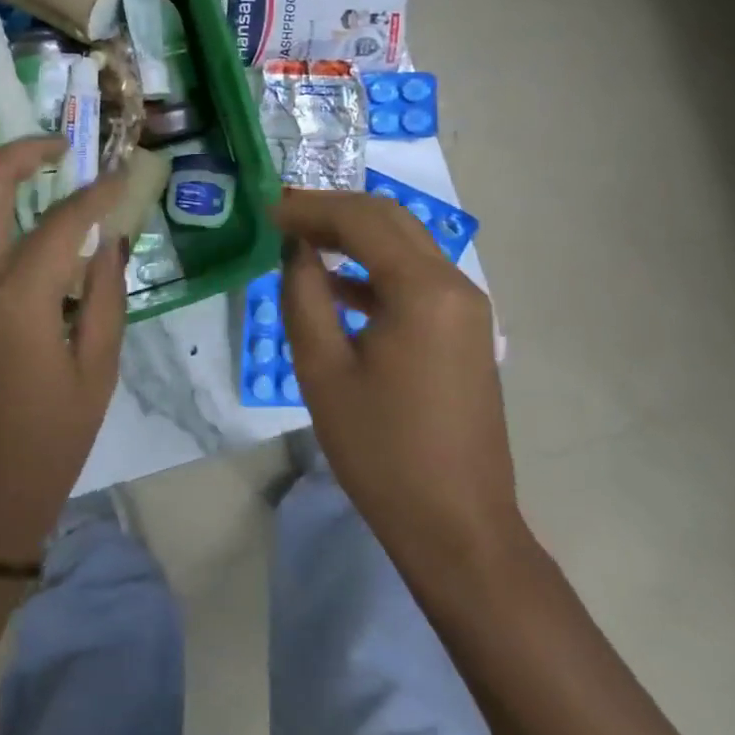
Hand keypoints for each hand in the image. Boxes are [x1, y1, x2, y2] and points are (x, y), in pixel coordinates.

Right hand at [275, 187, 522, 561]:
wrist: (456, 526)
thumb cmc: (381, 451)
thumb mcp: (323, 369)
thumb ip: (303, 295)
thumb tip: (295, 248)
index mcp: (423, 289)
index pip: (361, 219)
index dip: (310, 209)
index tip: (267, 210)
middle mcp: (454, 284)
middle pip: (390, 220)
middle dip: (333, 211)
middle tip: (283, 216)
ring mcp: (467, 307)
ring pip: (405, 244)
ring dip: (354, 235)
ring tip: (301, 240)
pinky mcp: (465, 330)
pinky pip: (416, 278)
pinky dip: (375, 269)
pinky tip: (336, 284)